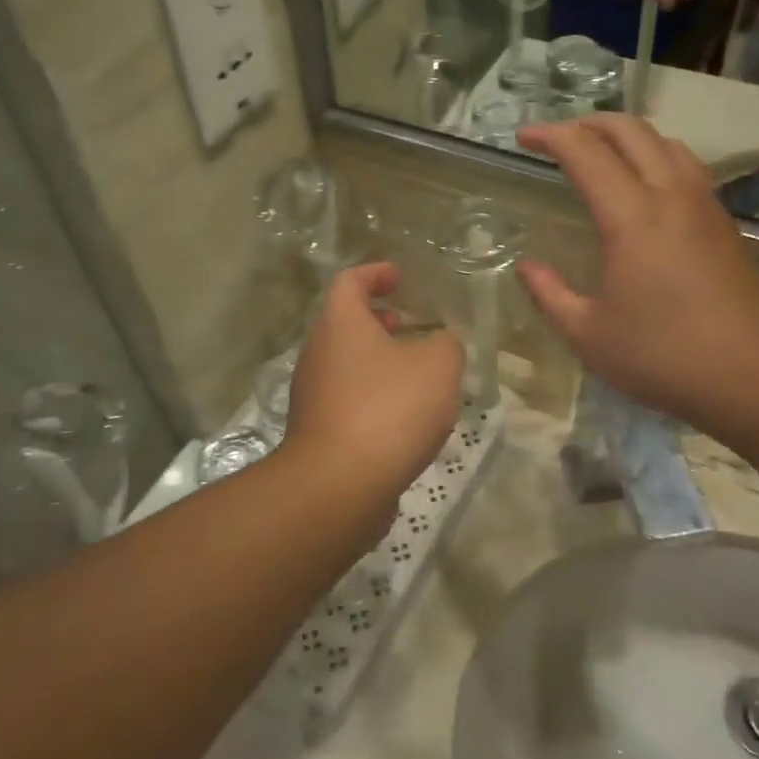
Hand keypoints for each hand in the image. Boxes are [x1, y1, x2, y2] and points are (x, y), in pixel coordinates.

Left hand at [282, 262, 463, 526]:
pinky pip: (347, 398)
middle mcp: (318, 352)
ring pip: (346, 362)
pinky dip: (372, 394)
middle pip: (344, 323)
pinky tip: (402, 416)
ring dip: (377, 359)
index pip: (351, 281)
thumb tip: (441, 343)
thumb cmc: (389, 409)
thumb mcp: (438, 366)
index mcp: (340, 323)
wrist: (339, 485)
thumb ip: (446, 344)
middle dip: (377, 320)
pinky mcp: (317, 431)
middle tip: (408, 324)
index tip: (398, 277)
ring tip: (414, 373)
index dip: (375, 273)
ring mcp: (312, 394)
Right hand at [514, 116, 758, 440]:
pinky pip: (685, 166)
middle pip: (631, 131)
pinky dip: (654, 155)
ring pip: (664, 142)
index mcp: (632, 217)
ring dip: (626, 135)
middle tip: (557, 137)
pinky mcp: (724, 223)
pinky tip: (645, 185)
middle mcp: (671, 196)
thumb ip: (550, 295)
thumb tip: (526, 266)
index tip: (523, 137)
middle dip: (588, 122)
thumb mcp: (590, 335)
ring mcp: (704, 206)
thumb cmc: (666, 356)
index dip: (551, 136)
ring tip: (599, 152)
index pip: (586, 152)